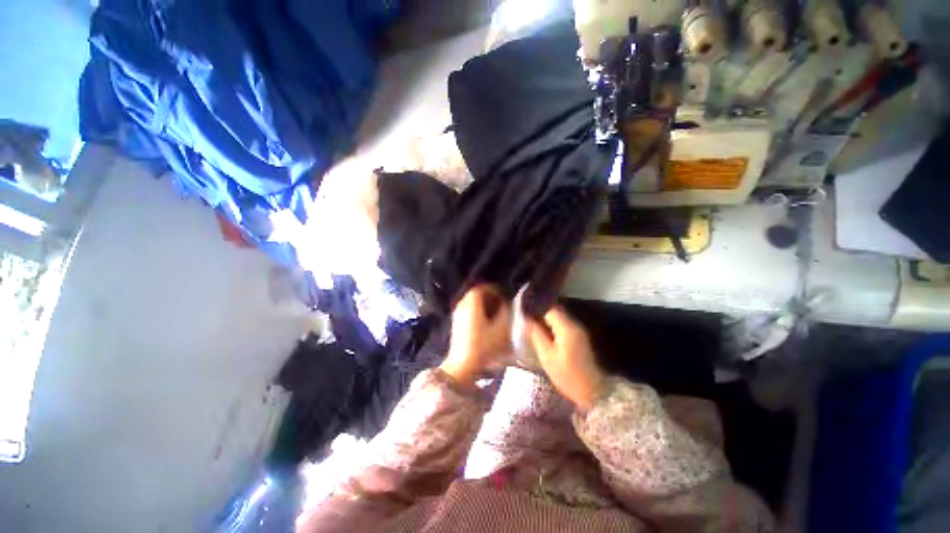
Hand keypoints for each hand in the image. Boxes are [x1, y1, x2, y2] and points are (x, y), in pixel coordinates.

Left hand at [441, 285, 511, 387]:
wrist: (463, 366)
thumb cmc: (484, 345)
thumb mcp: (502, 328)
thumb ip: (508, 312)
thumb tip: (510, 303)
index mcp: (472, 301)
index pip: (484, 287)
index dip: (497, 291)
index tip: (506, 299)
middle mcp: (462, 304)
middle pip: (479, 295)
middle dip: (492, 299)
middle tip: (504, 307)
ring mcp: (457, 314)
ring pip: (474, 304)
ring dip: (486, 307)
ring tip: (498, 317)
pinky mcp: (457, 324)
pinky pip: (470, 312)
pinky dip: (479, 314)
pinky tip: (488, 326)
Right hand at [526, 306, 604, 409]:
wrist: (592, 392)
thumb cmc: (567, 376)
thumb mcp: (547, 356)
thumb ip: (536, 334)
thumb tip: (525, 319)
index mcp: (567, 328)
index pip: (549, 308)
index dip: (535, 306)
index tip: (522, 308)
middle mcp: (574, 324)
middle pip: (555, 309)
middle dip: (540, 310)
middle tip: (524, 315)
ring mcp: (578, 330)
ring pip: (559, 316)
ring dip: (545, 316)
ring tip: (530, 321)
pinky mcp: (579, 336)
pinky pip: (563, 323)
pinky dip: (552, 323)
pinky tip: (542, 329)